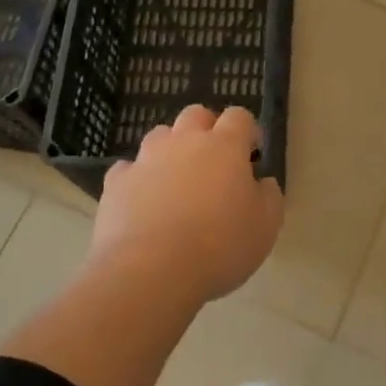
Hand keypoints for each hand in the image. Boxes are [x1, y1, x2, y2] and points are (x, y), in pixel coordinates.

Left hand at [92, 105, 283, 303]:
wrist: (151, 269)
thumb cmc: (219, 245)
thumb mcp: (266, 226)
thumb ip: (269, 196)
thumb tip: (262, 182)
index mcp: (224, 146)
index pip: (239, 117)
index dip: (247, 131)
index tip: (251, 154)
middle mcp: (184, 141)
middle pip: (196, 115)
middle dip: (207, 130)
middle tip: (214, 163)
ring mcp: (146, 158)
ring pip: (160, 136)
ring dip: (171, 150)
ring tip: (176, 182)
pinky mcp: (117, 182)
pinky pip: (128, 169)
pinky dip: (137, 179)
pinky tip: (142, 202)